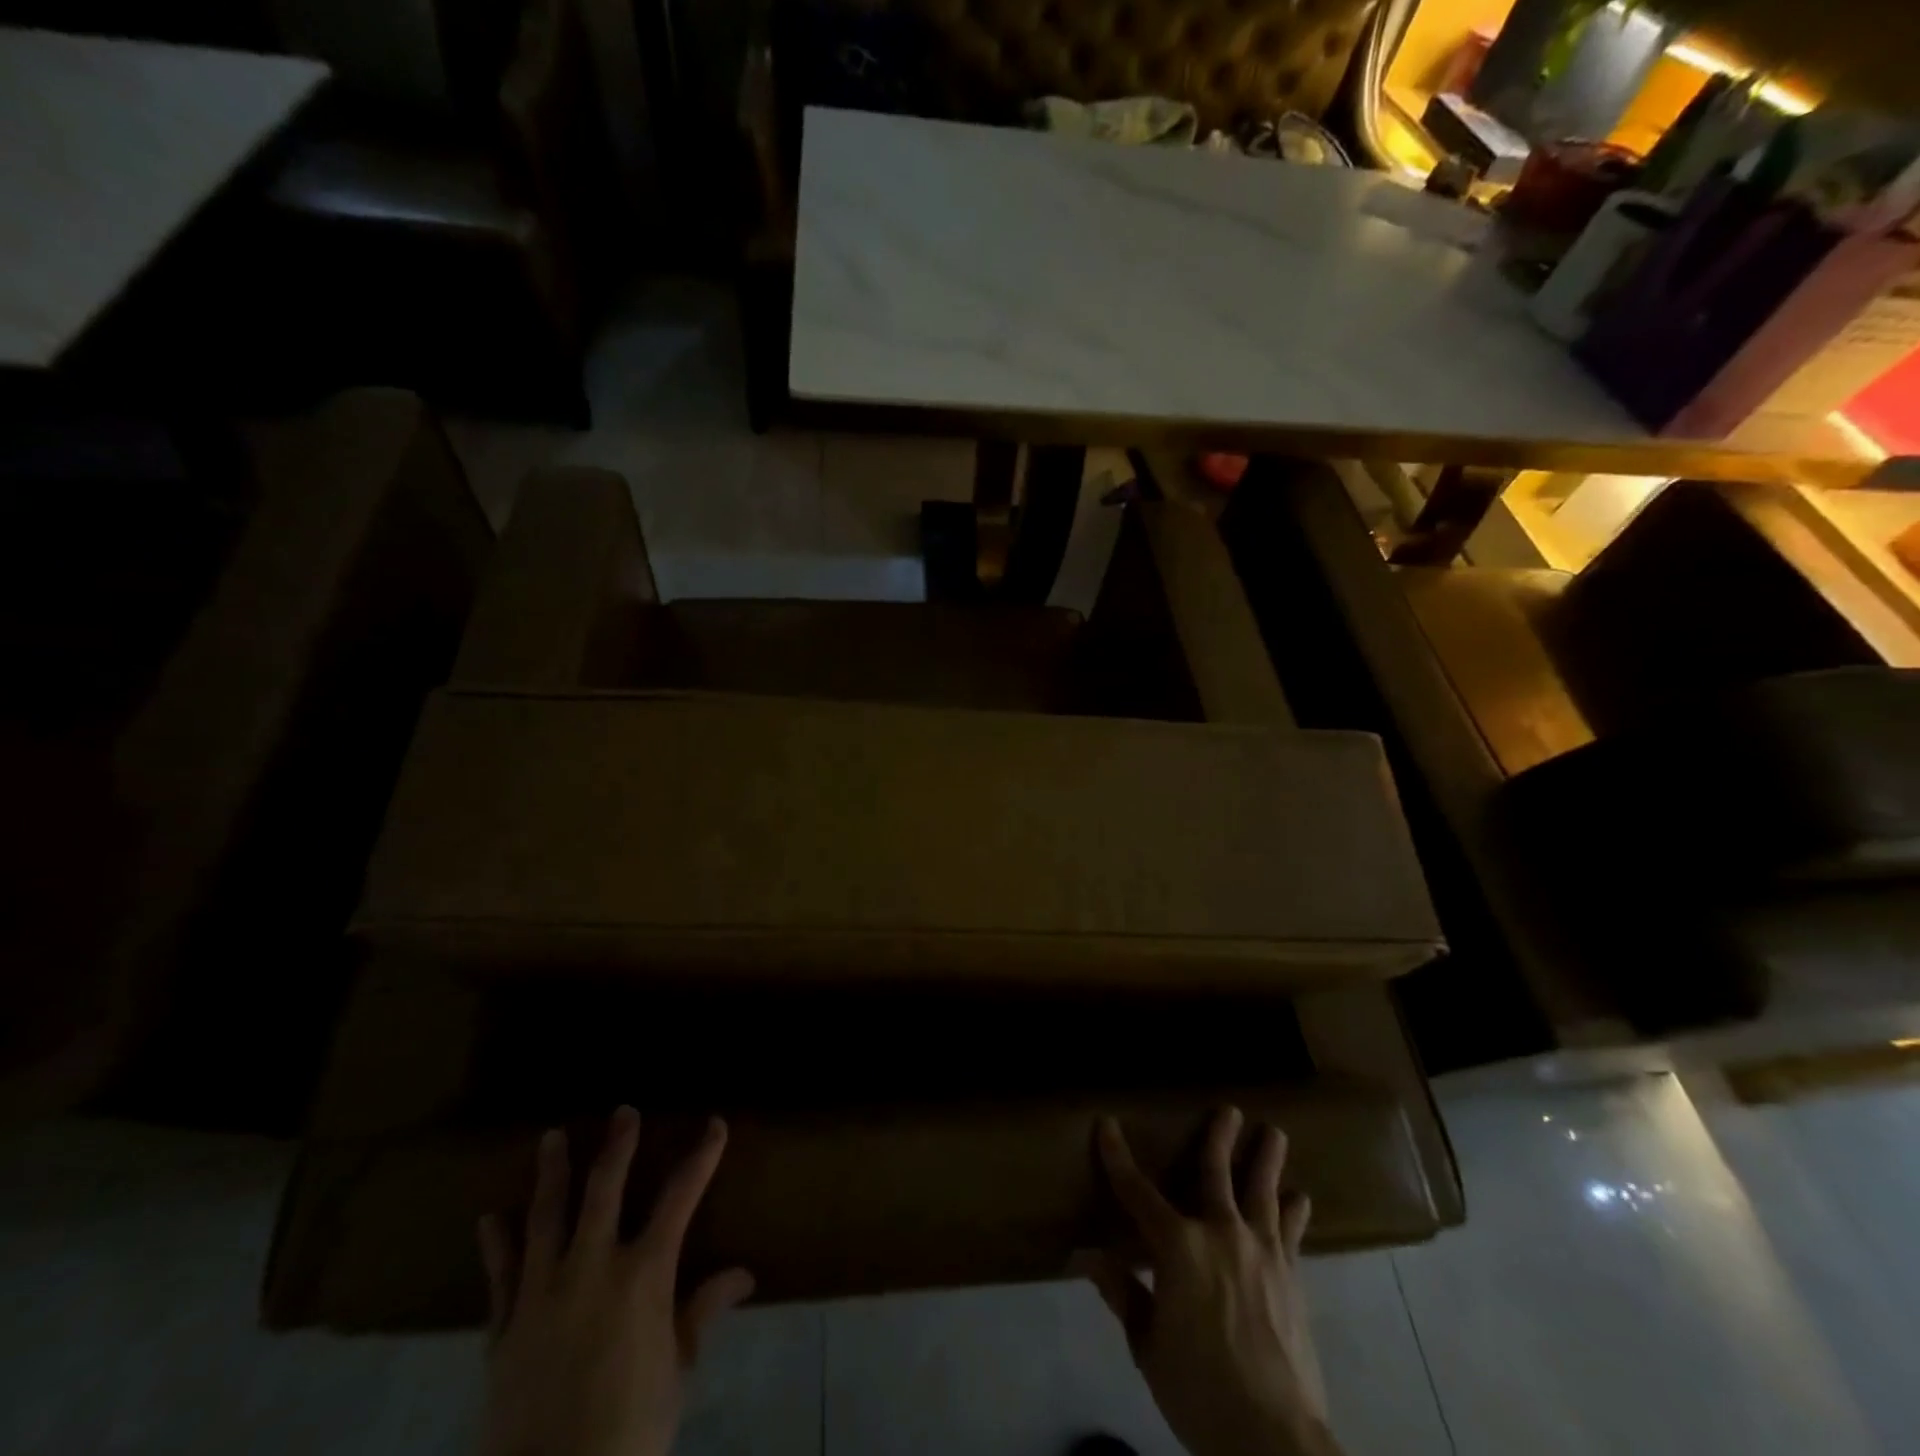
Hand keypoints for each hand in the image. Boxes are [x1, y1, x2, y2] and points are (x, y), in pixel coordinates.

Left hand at [478, 1107, 753, 1455]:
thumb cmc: (632, 1425)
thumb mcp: (679, 1368)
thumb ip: (704, 1311)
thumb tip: (744, 1274)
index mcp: (643, 1273)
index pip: (680, 1197)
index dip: (701, 1157)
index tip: (714, 1125)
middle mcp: (592, 1267)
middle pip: (605, 1190)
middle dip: (617, 1146)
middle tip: (622, 1111)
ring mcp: (542, 1294)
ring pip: (546, 1219)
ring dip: (551, 1174)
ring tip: (550, 1138)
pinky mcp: (504, 1330)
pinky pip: (500, 1278)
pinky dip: (496, 1246)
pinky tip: (489, 1219)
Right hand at [1079, 1108, 1340, 1455]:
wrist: (1274, 1439)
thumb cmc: (1199, 1389)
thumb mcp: (1148, 1345)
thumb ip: (1123, 1292)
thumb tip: (1086, 1255)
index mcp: (1177, 1246)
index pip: (1137, 1192)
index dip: (1118, 1156)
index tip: (1107, 1124)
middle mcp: (1220, 1233)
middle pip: (1217, 1173)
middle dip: (1219, 1137)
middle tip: (1229, 1109)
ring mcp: (1262, 1252)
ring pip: (1263, 1192)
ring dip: (1267, 1160)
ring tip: (1275, 1133)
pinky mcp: (1292, 1277)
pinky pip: (1292, 1233)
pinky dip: (1294, 1212)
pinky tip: (1299, 1199)